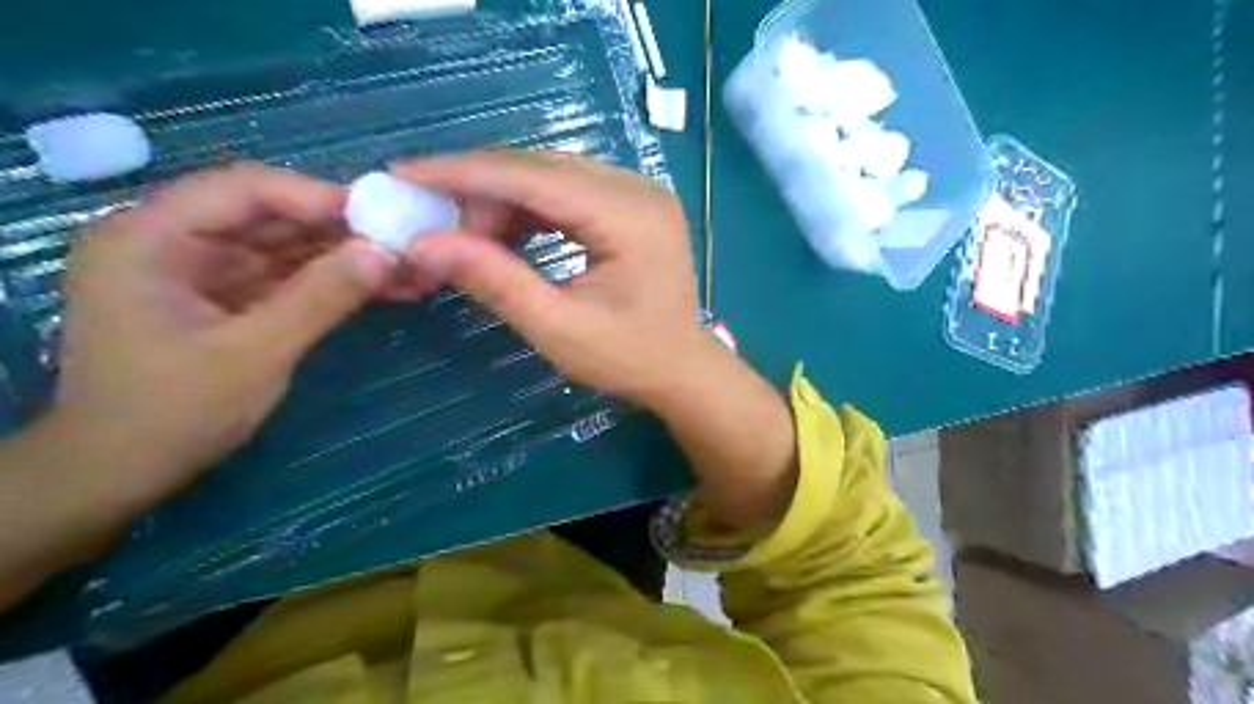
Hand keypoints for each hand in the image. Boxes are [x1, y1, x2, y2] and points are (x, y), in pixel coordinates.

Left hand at [52, 160, 389, 507]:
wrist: (123, 472)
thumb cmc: (174, 412)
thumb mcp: (256, 353)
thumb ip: (320, 297)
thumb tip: (385, 252)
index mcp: (150, 238)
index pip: (242, 190)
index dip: (314, 195)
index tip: (380, 215)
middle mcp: (172, 241)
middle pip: (269, 216)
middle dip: (340, 230)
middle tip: (404, 240)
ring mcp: (201, 270)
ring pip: (286, 247)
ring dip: (345, 257)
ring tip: (407, 265)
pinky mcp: (227, 297)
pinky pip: (288, 277)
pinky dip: (332, 282)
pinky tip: (382, 287)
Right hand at [397, 151, 714, 406]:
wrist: (682, 369)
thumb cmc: (628, 358)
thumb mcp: (557, 328)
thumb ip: (494, 280)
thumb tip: (422, 242)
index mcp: (629, 216)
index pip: (532, 176)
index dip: (463, 172)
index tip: (402, 173)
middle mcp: (637, 188)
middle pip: (540, 168)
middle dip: (479, 191)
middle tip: (433, 223)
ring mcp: (637, 192)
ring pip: (550, 175)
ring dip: (502, 201)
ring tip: (470, 240)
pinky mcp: (631, 204)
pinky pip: (567, 190)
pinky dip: (529, 209)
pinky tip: (505, 235)